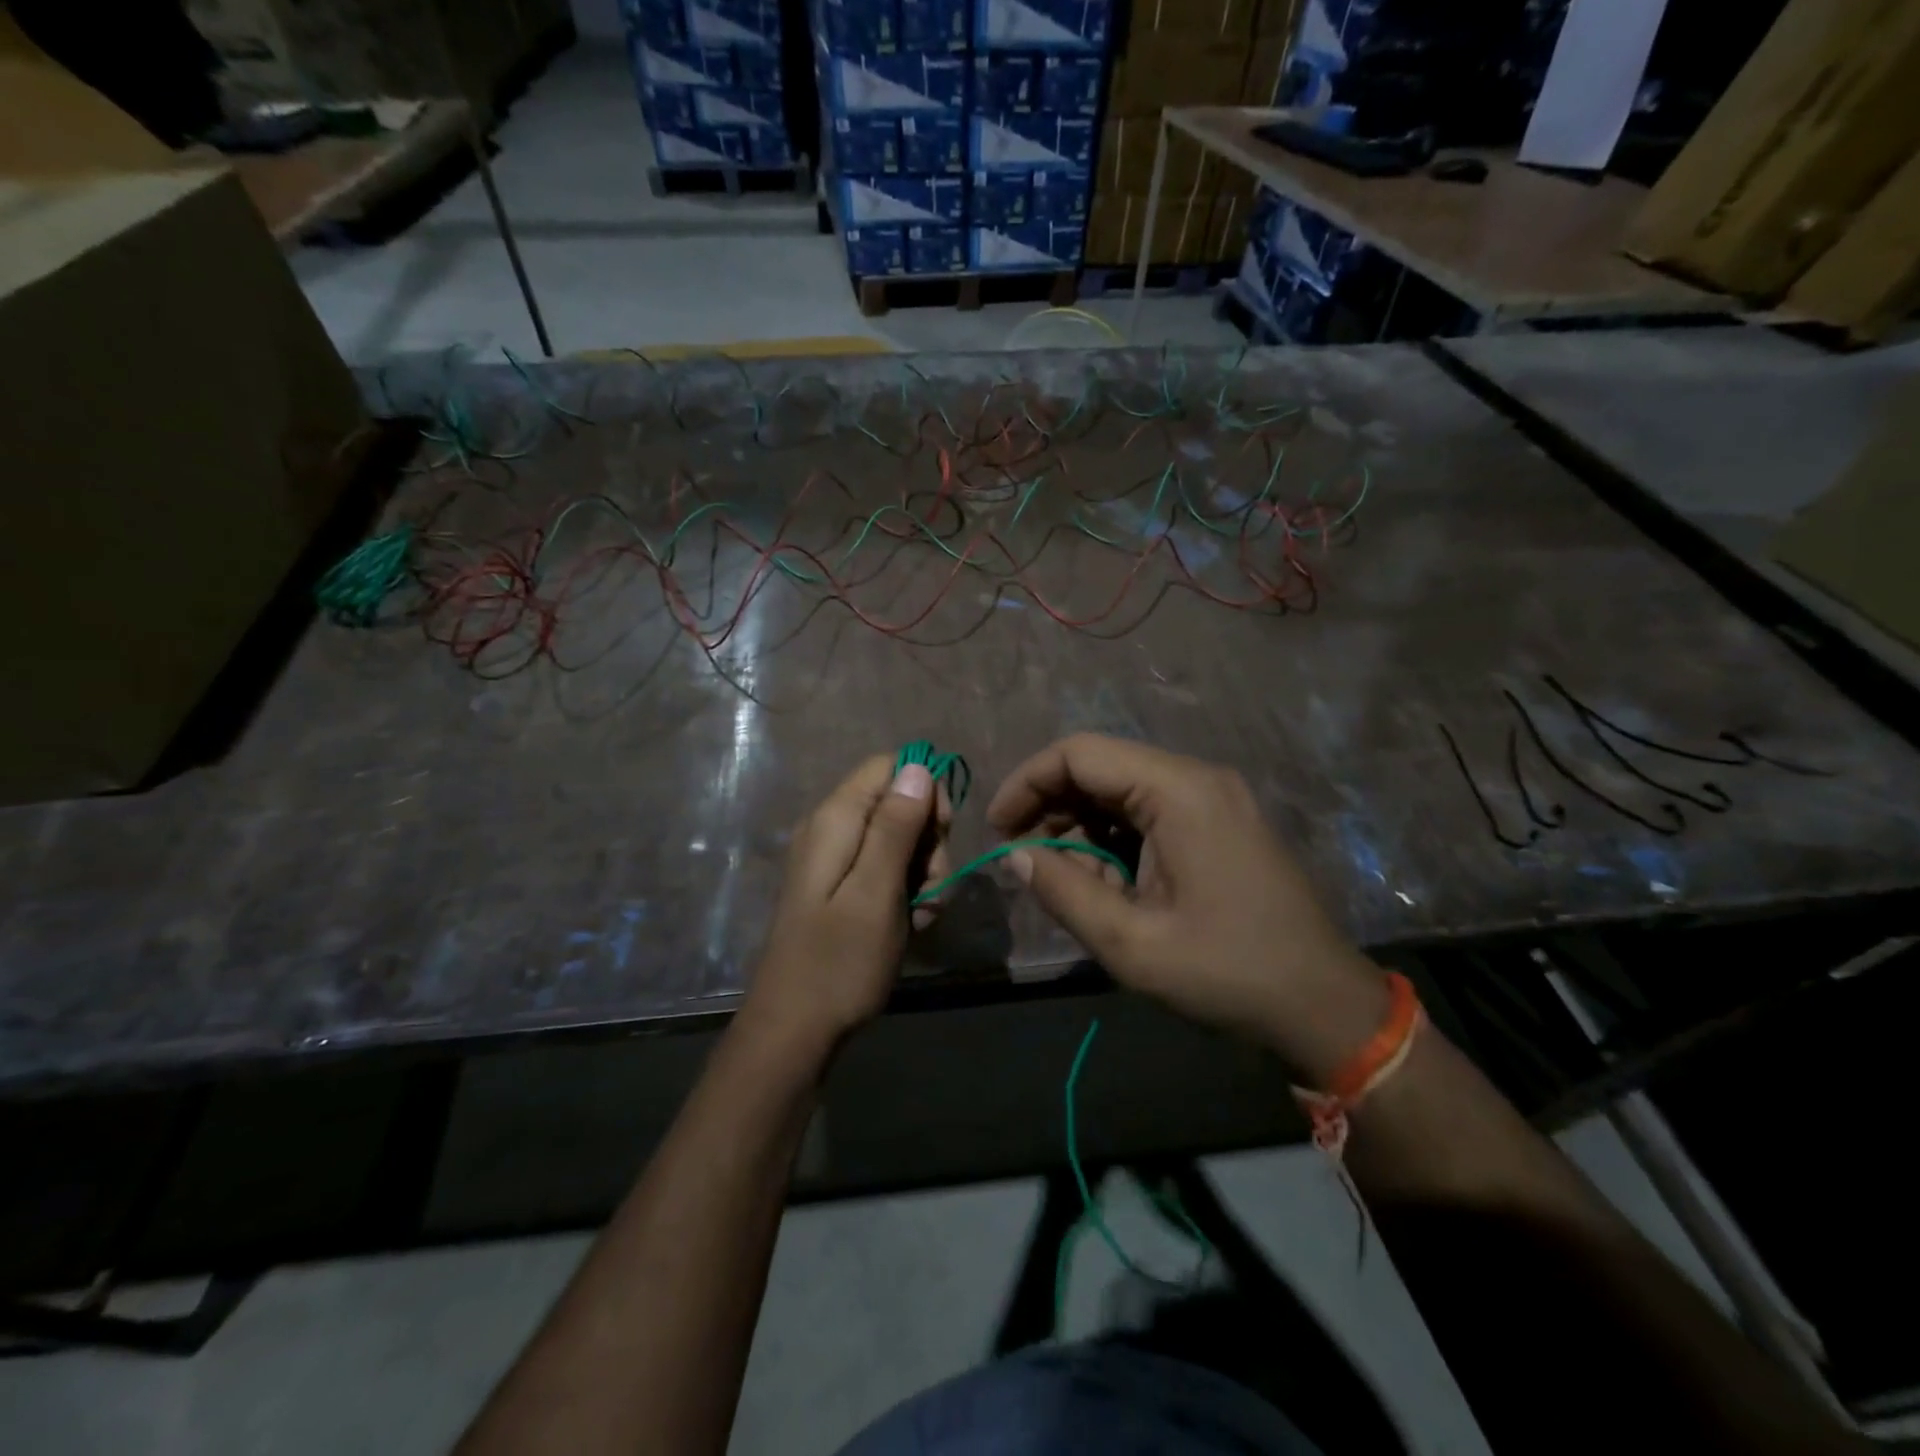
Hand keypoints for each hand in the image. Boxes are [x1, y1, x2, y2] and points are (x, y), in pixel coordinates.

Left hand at [740, 754, 951, 1062]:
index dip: (926, 792)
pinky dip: (906, 893)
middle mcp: (832, 828)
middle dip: (929, 842)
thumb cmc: (839, 962)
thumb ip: (895, 826)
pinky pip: (886, 871)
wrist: (794, 1030)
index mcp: (836, 818)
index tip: (941, 836)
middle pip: (899, 804)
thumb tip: (919, 766)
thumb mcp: (876, 892)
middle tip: (930, 888)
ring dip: (924, 874)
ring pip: (900, 841)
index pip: (892, 767)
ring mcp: (836, 860)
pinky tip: (910, 926)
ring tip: (921, 916)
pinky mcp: (842, 888)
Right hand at [987, 734, 1387, 1084]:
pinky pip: (1149, 813)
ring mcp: (1214, 799)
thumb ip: (1063, 890)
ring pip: (1122, 791)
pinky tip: (1106, 884)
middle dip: (1052, 808)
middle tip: (1024, 860)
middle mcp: (1197, 779)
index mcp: (1179, 791)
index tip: (998, 828)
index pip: (1080, 753)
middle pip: (1101, 768)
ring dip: (1082, 828)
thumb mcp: (1131, 943)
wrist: (1324, 1006)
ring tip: (1067, 883)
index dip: (1028, 782)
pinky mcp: (1220, 822)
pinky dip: (1114, 840)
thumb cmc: (1227, 973)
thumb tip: (1015, 855)